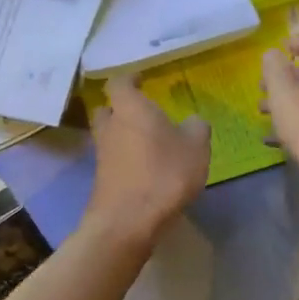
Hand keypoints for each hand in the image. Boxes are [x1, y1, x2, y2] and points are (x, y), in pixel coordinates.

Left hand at [86, 75, 209, 244]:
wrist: (128, 221)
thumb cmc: (164, 174)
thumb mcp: (196, 147)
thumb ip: (196, 127)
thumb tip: (192, 121)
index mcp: (130, 108)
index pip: (120, 82)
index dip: (130, 79)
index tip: (142, 79)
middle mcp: (110, 126)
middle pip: (107, 109)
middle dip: (122, 108)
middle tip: (143, 111)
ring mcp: (102, 154)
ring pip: (110, 135)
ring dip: (124, 135)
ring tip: (149, 142)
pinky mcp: (102, 179)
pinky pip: (114, 159)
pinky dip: (127, 158)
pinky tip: (146, 167)